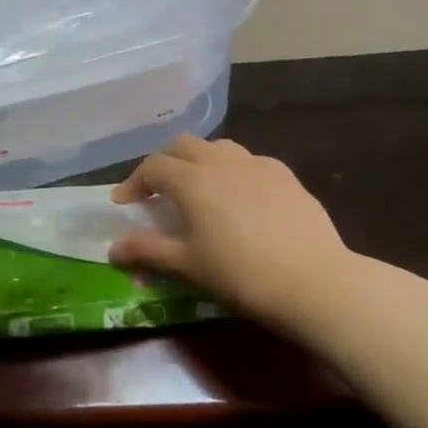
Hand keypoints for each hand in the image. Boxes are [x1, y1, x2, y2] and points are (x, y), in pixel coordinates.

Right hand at [110, 135, 353, 335]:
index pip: (153, 166)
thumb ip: (148, 251)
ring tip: (200, 189)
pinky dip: (234, 172)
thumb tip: (113, 247)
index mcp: (192, 180)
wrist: (314, 281)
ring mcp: (257, 164)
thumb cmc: (241, 275)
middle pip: (184, 145)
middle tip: (158, 190)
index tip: (124, 202)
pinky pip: (250, 162)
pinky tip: (242, 198)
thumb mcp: (188, 266)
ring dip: (201, 161)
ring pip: (219, 148)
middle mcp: (221, 161)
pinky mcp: (286, 175)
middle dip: (165, 162)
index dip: (134, 182)